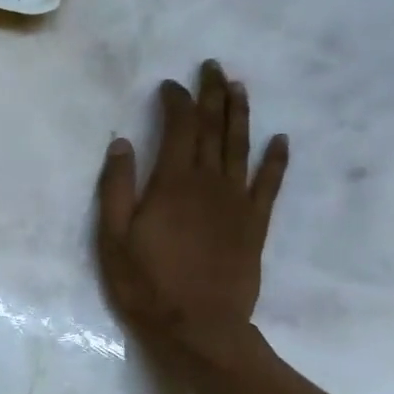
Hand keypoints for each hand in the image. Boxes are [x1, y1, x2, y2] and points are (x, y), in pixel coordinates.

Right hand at [96, 62, 287, 367]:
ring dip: (241, 114)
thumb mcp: (113, 239)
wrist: (199, 326)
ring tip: (239, 88)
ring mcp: (237, 202)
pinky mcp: (254, 224)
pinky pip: (269, 183)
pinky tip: (280, 140)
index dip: (176, 101)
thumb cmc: (147, 284)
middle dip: (213, 94)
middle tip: (212, 67)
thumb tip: (122, 144)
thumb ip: (116, 188)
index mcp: (172, 183)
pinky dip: (275, 159)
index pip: (180, 128)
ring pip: (242, 147)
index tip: (170, 85)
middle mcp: (209, 183)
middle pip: (215, 128)